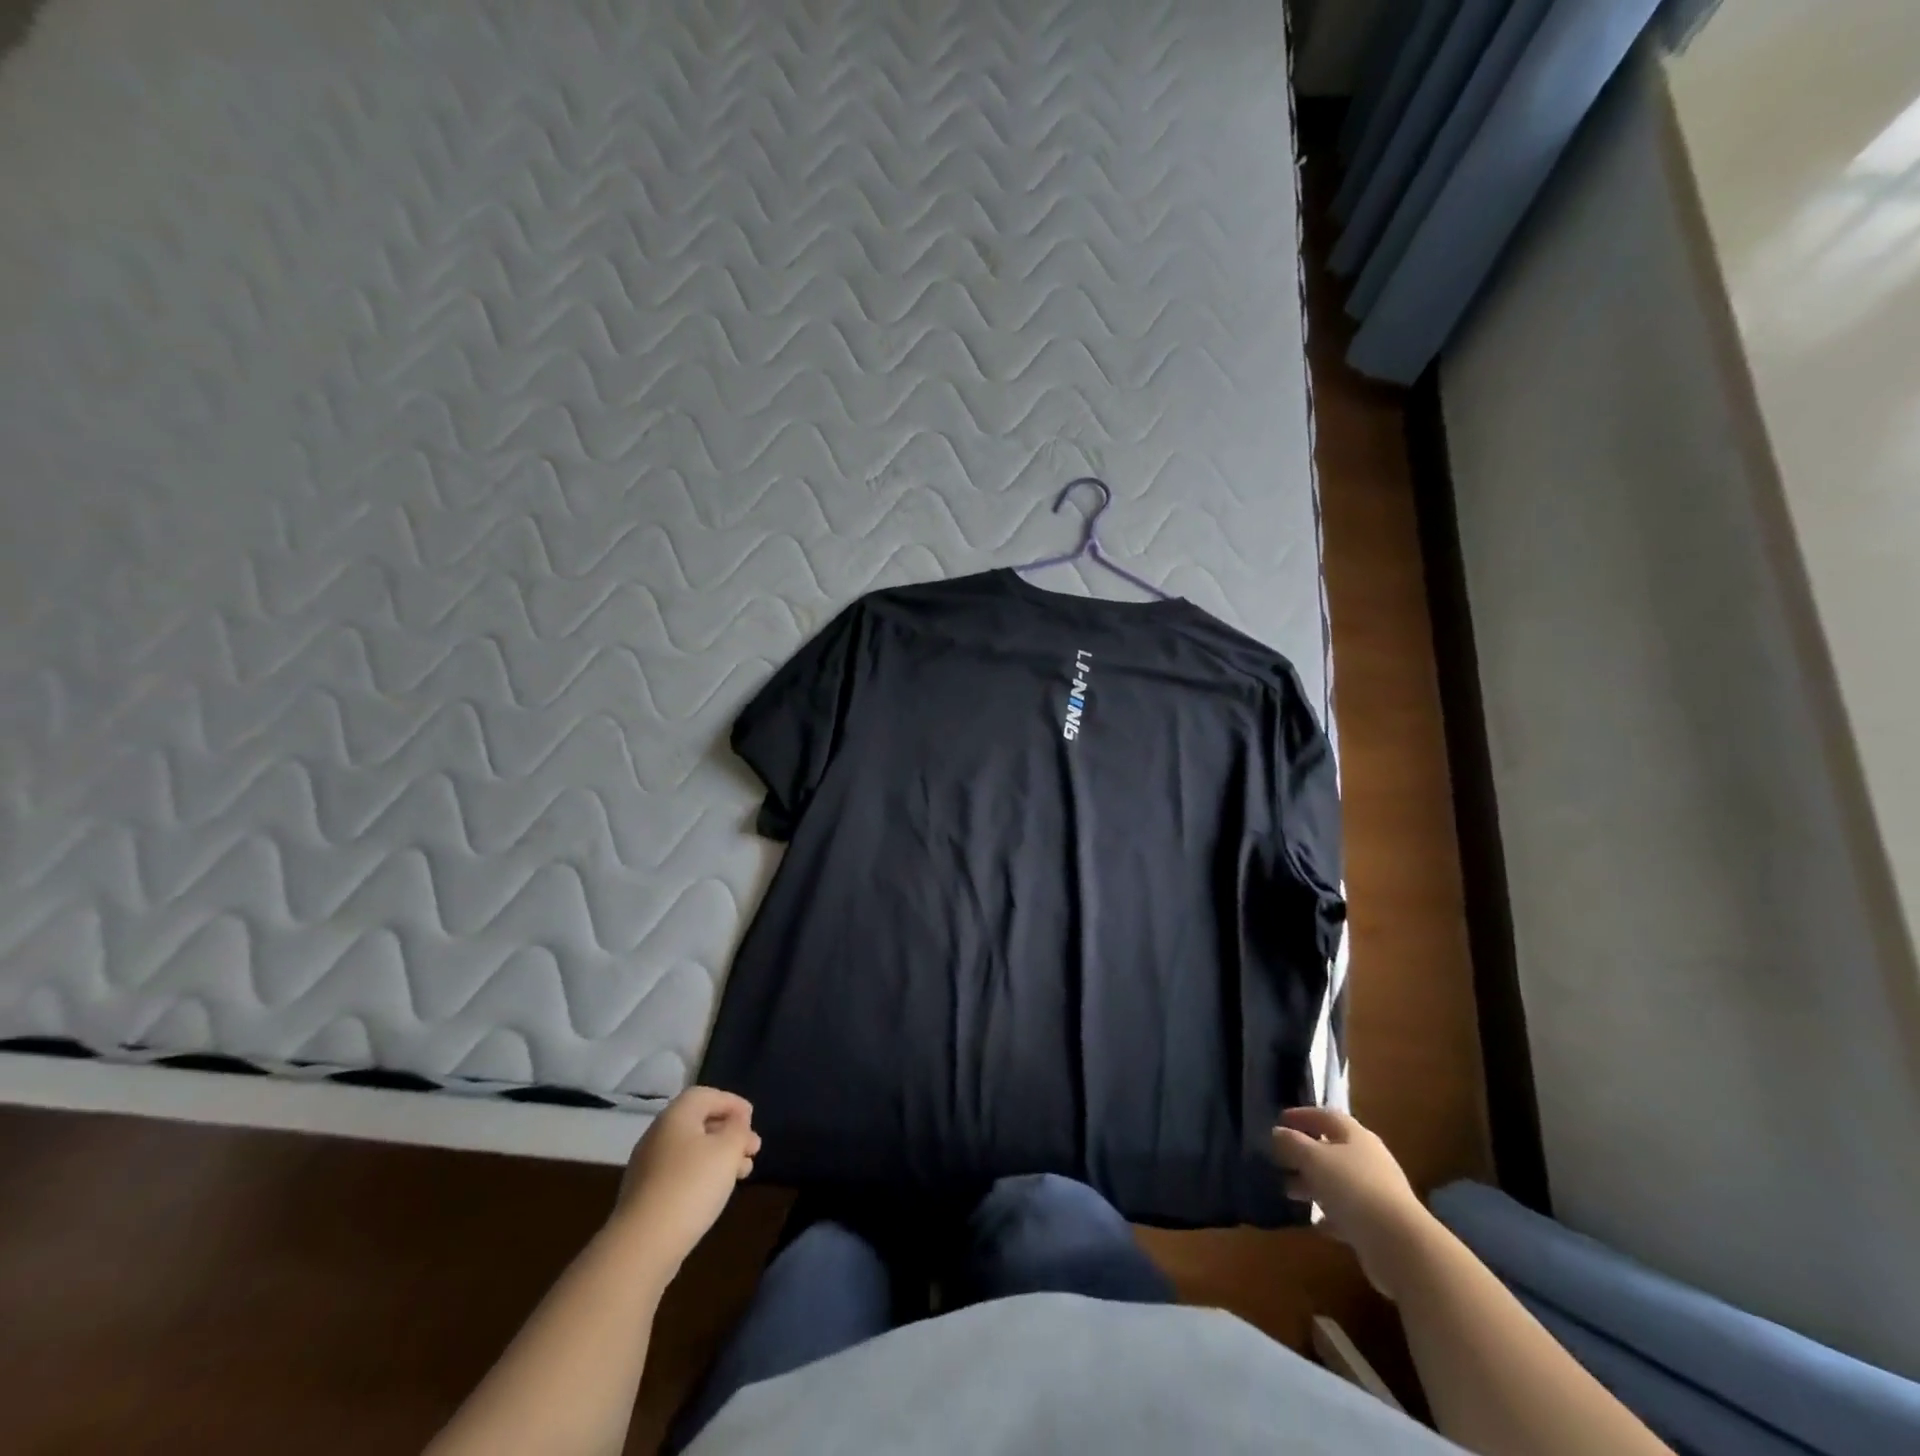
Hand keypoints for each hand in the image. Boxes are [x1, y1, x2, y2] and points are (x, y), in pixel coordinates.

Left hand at [613, 1086, 760, 1276]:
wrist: (642, 1245)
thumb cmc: (691, 1185)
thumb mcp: (728, 1150)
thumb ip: (738, 1129)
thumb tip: (736, 1122)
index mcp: (676, 1116)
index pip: (707, 1095)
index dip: (732, 1102)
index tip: (753, 1119)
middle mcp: (658, 1134)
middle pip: (699, 1123)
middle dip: (730, 1133)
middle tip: (753, 1149)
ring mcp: (648, 1167)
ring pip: (692, 1150)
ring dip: (720, 1156)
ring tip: (743, 1172)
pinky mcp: (646, 1195)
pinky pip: (680, 1173)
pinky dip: (703, 1174)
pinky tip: (717, 1192)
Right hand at [1271, 1107, 1433, 1299]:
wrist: (1400, 1245)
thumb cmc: (1353, 1188)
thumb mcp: (1314, 1159)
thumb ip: (1293, 1143)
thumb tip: (1278, 1132)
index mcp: (1356, 1136)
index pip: (1326, 1116)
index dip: (1302, 1116)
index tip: (1279, 1121)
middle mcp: (1369, 1159)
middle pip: (1332, 1149)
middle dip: (1304, 1154)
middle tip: (1279, 1159)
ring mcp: (1377, 1192)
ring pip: (1338, 1181)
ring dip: (1314, 1184)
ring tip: (1289, 1192)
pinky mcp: (1379, 1223)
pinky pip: (1348, 1212)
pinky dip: (1330, 1215)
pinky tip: (1316, 1224)